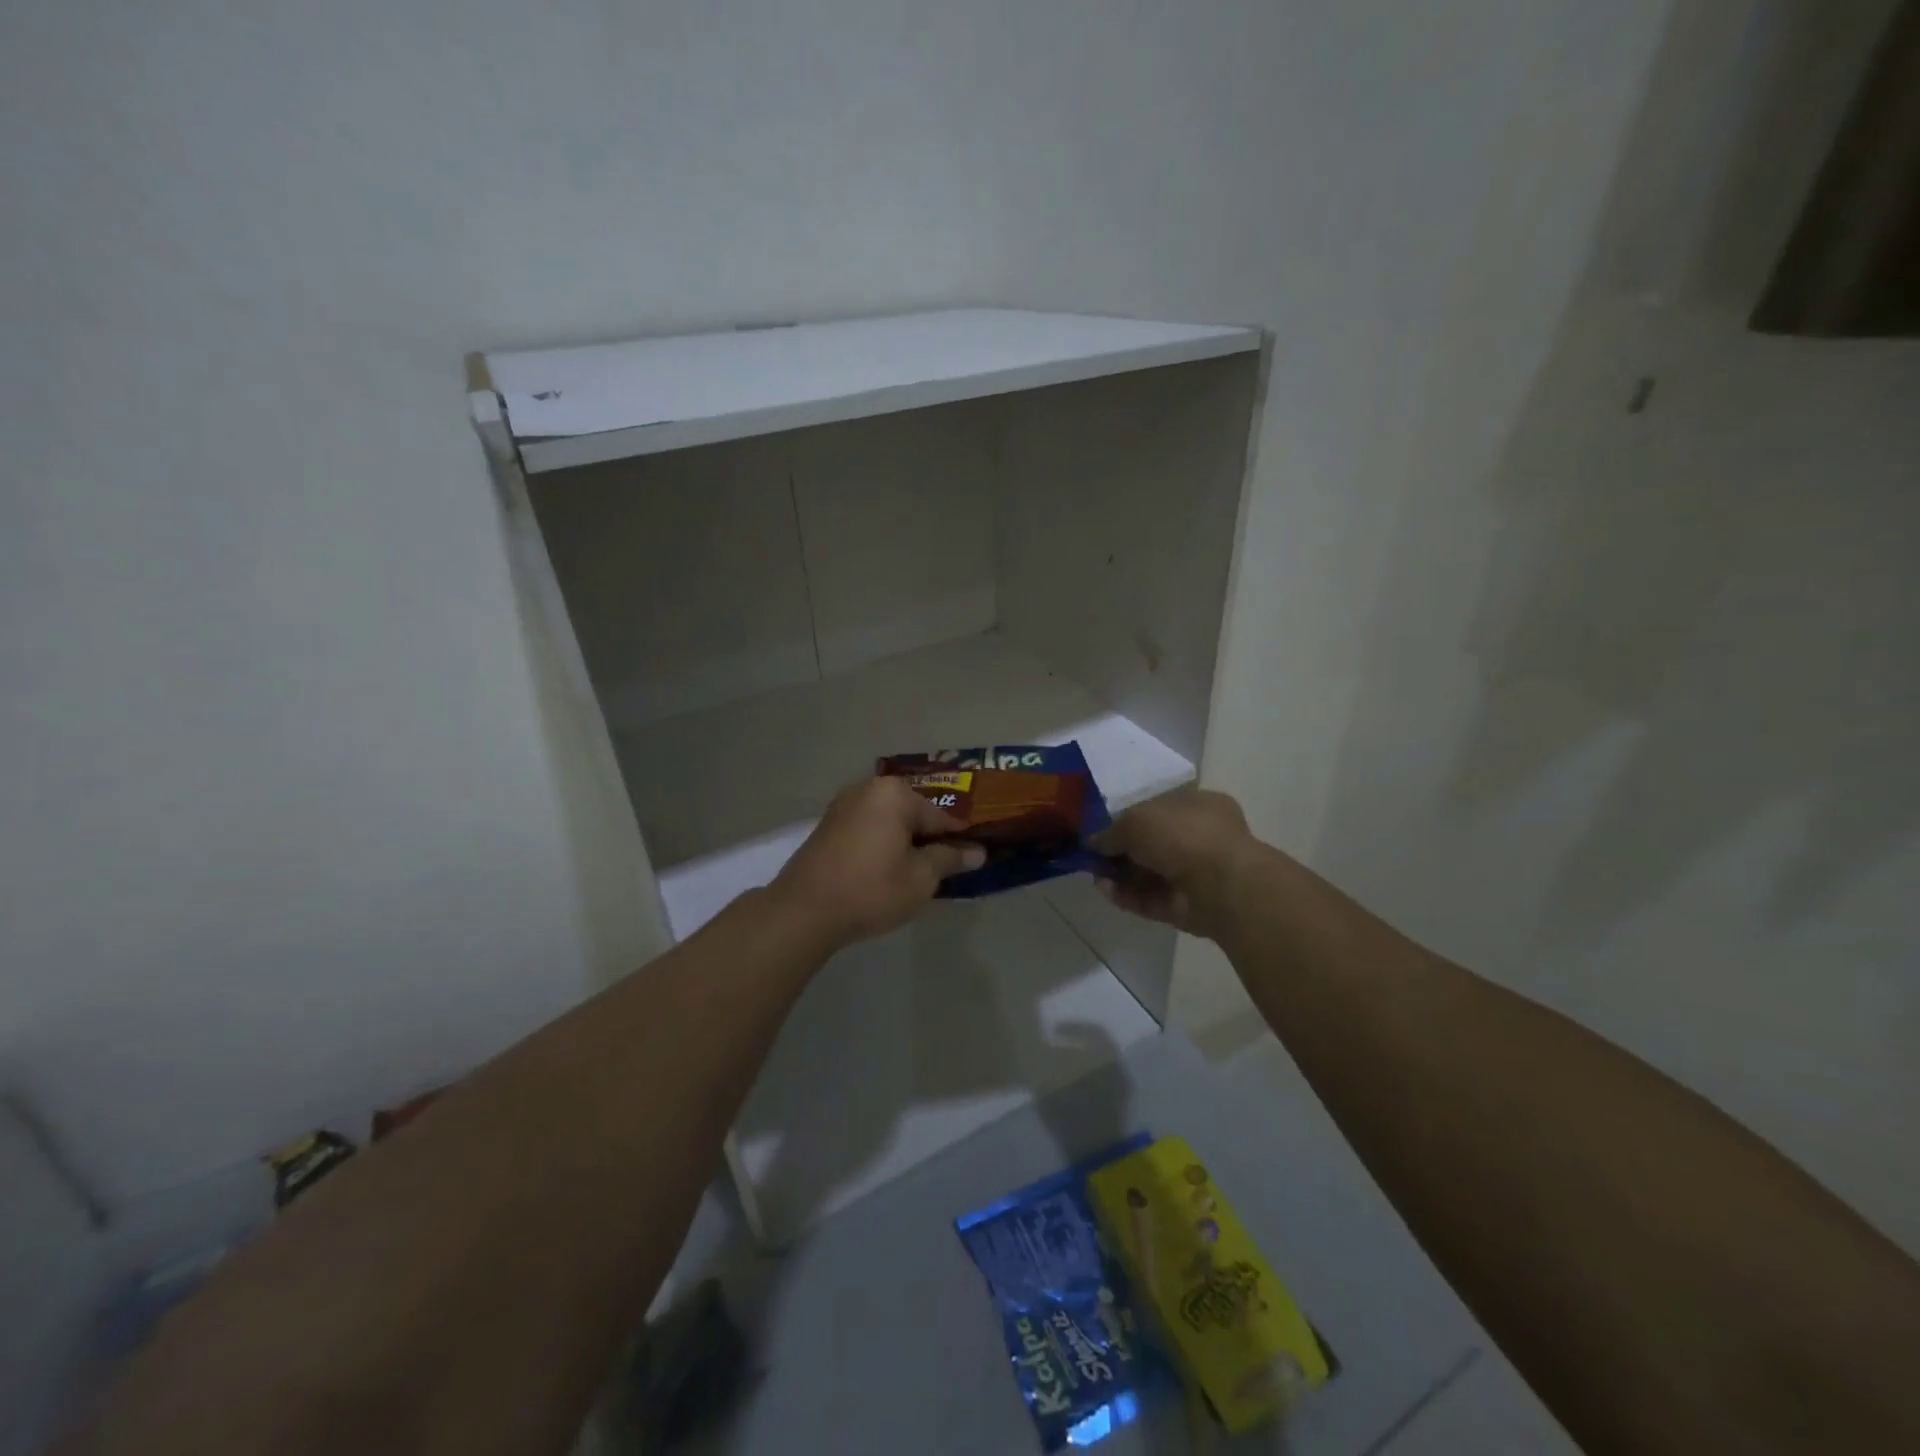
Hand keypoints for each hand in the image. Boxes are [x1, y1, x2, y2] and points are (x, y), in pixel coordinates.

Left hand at [769, 777, 986, 950]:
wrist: (804, 910)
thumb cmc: (872, 889)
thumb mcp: (921, 878)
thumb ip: (950, 859)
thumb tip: (977, 852)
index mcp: (895, 793)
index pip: (941, 816)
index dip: (959, 840)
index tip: (973, 859)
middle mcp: (869, 788)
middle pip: (913, 814)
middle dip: (929, 839)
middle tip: (941, 872)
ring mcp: (844, 804)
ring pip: (889, 821)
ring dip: (904, 843)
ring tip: (914, 874)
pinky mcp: (828, 824)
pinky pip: (868, 828)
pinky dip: (881, 844)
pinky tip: (884, 871)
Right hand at [1092, 788, 1258, 939]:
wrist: (1220, 885)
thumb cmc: (1182, 835)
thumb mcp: (1135, 820)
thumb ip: (1111, 831)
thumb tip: (1093, 842)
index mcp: (1197, 805)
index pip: (1158, 809)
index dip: (1128, 818)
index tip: (1102, 829)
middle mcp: (1199, 838)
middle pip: (1152, 843)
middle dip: (1121, 850)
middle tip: (1093, 855)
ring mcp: (1195, 874)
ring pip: (1149, 873)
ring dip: (1120, 874)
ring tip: (1094, 874)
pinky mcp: (1186, 906)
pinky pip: (1150, 899)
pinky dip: (1127, 895)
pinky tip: (1104, 890)